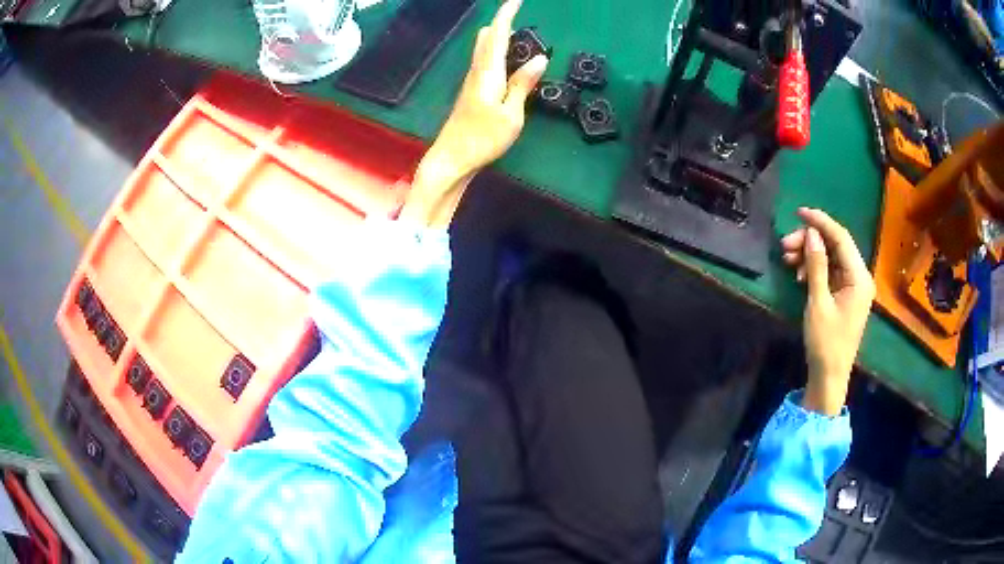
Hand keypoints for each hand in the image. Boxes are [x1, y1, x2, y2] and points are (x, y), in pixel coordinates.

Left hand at [400, 0, 547, 227]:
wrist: (452, 159)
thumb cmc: (483, 139)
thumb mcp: (511, 114)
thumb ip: (523, 84)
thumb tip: (539, 58)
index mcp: (488, 73)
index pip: (498, 35)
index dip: (507, 14)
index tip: (516, 0)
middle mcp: (477, 72)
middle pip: (487, 38)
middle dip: (502, 23)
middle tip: (519, 17)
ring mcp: (471, 82)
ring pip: (484, 50)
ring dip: (499, 37)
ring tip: (517, 33)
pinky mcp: (471, 92)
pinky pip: (484, 62)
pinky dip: (496, 52)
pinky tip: (505, 60)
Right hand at [781, 208, 874, 415]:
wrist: (829, 376)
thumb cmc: (825, 342)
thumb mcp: (818, 302)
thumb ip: (816, 265)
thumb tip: (812, 233)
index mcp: (859, 277)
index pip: (841, 238)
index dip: (820, 222)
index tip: (798, 212)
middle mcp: (859, 277)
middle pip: (835, 246)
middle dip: (810, 241)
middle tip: (785, 245)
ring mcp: (853, 286)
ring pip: (831, 258)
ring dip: (810, 255)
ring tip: (787, 259)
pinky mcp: (845, 295)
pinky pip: (830, 272)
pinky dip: (815, 269)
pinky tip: (799, 275)